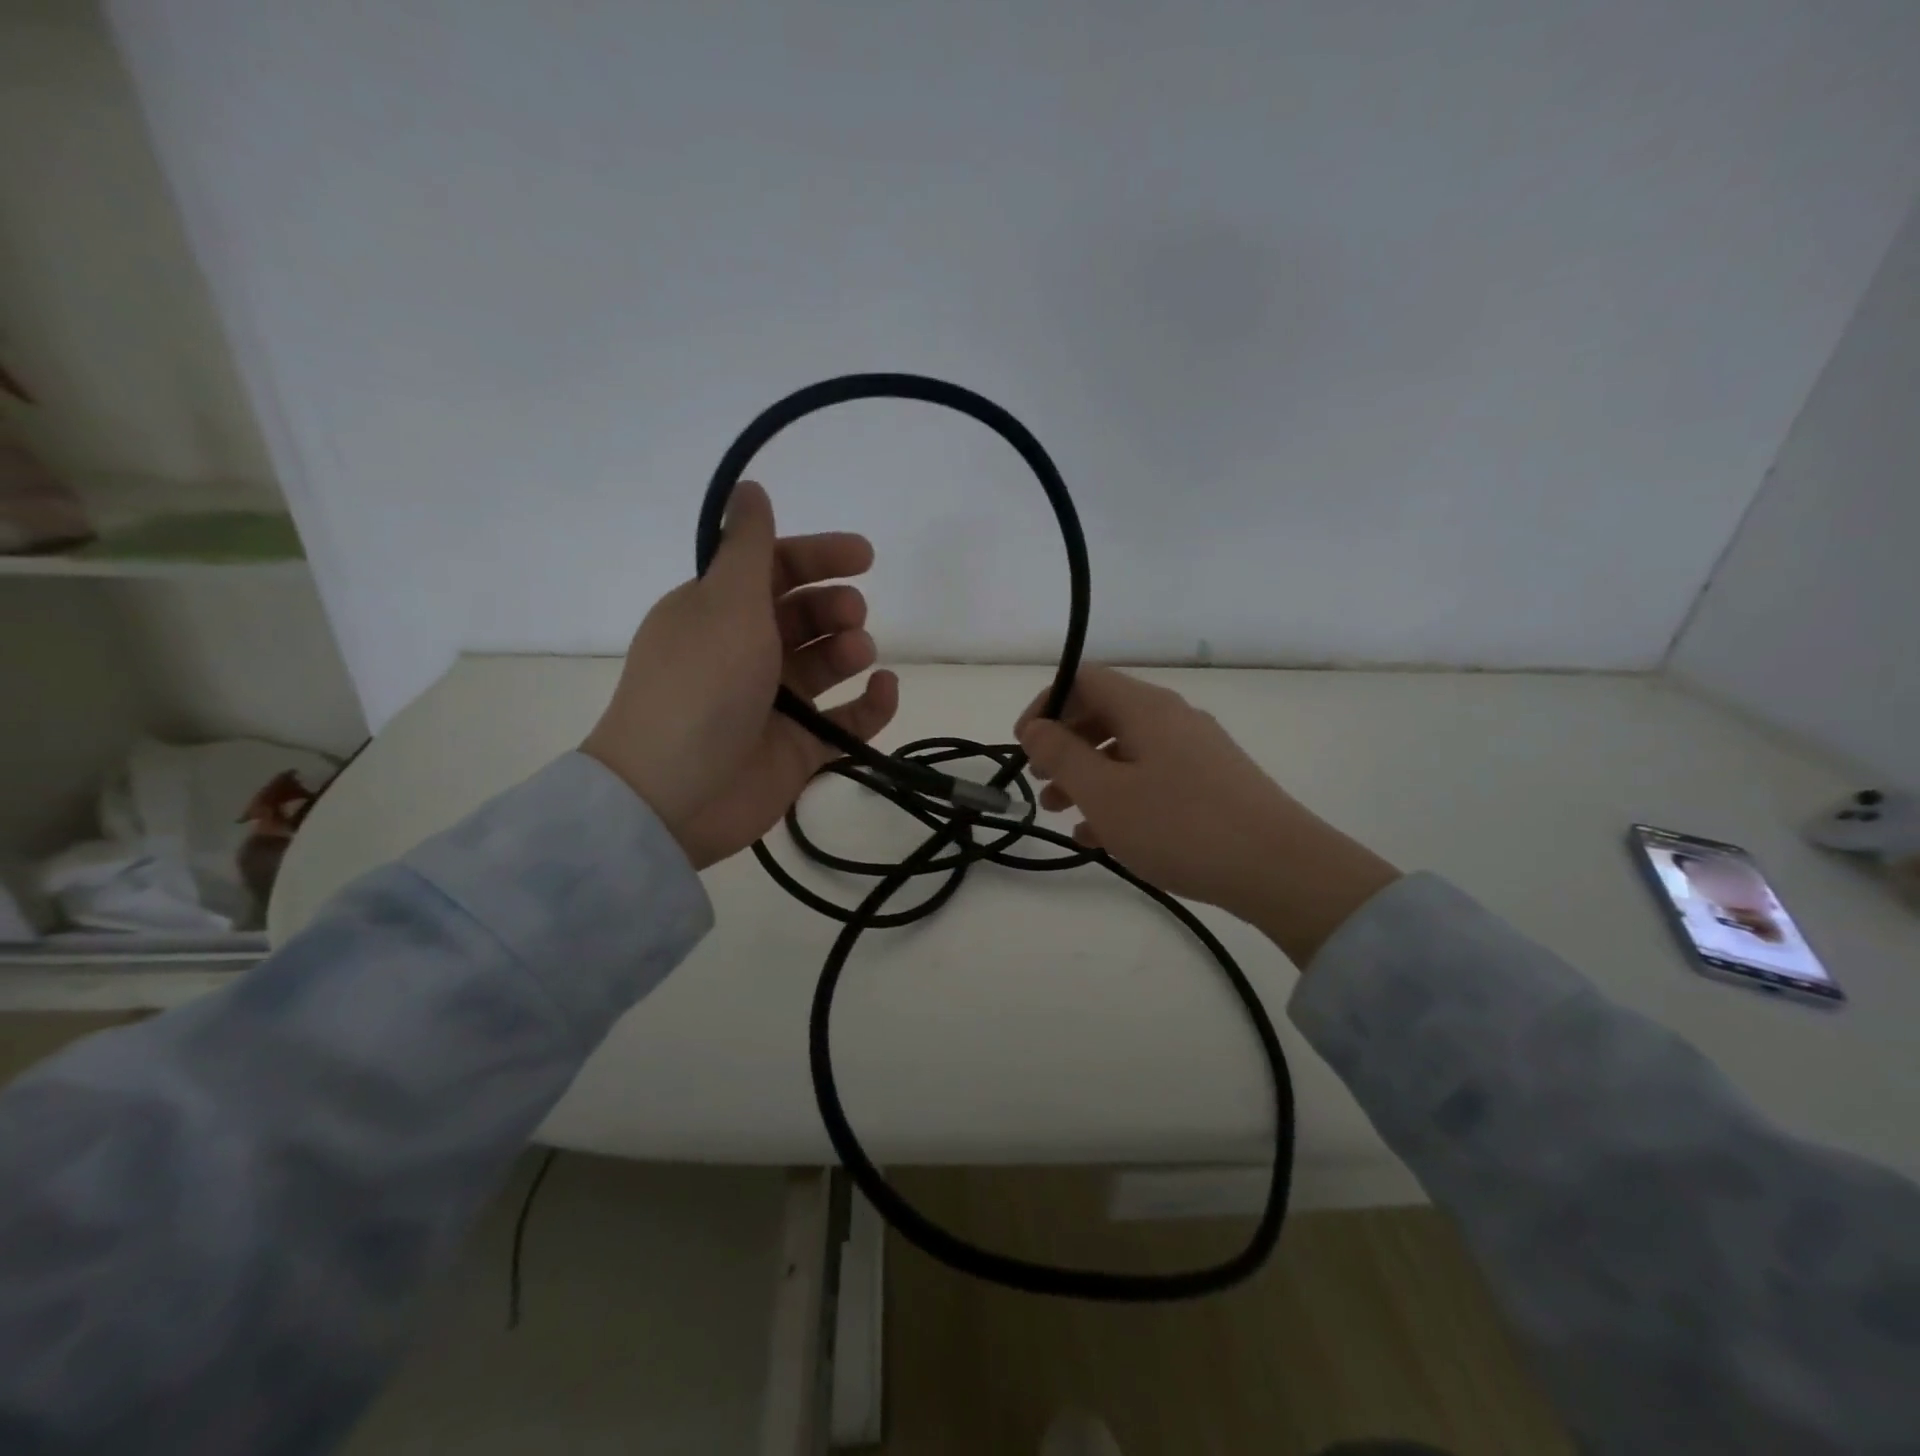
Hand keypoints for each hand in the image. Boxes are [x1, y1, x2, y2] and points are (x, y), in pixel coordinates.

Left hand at [583, 481, 897, 868]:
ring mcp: (773, 703)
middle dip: (834, 607)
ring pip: (826, 665)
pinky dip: (870, 705)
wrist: (675, 794)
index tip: (863, 556)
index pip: (775, 571)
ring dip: (850, 649)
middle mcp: (746, 652)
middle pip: (804, 616)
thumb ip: (749, 547)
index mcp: (719, 612)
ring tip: (857, 653)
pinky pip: (846, 721)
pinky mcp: (797, 748)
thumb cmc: (701, 686)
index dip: (818, 557)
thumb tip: (750, 488)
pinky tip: (885, 689)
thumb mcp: (724, 603)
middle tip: (851, 616)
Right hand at [1014, 667, 1397, 965]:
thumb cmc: (1180, 825)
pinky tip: (1101, 837)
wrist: (1279, 869)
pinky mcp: (1211, 784)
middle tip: (1041, 782)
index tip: (1024, 746)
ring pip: (1127, 750)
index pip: (1083, 679)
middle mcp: (1172, 718)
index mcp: (1146, 708)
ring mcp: (1196, 751)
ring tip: (1062, 813)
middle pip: (1104, 714)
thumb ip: (1062, 756)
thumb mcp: (1106, 793)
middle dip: (1065, 745)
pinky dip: (1120, 797)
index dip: (1046, 705)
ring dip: (1088, 775)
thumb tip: (1035, 728)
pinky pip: (1152, 778)